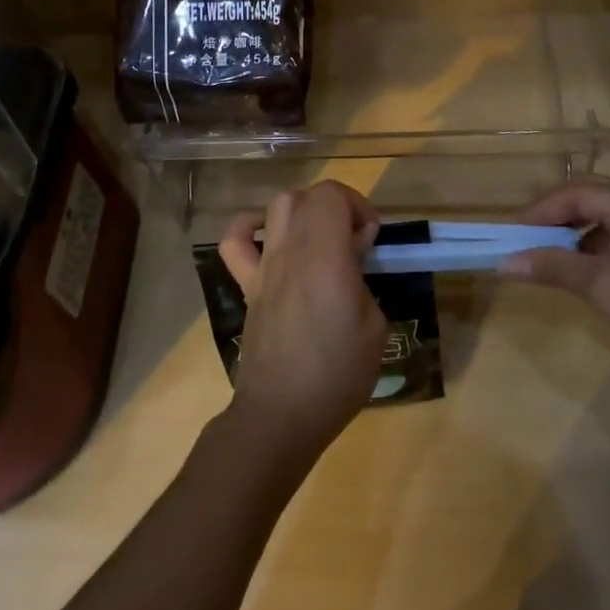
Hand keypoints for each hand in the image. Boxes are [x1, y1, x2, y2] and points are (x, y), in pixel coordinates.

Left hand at [217, 181, 386, 467]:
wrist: (281, 414)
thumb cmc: (337, 374)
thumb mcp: (374, 327)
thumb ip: (364, 279)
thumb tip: (354, 253)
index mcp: (325, 256)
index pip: (332, 195)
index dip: (357, 205)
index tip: (372, 238)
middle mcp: (290, 250)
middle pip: (308, 196)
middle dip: (337, 207)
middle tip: (353, 240)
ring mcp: (264, 266)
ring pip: (277, 206)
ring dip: (303, 211)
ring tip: (319, 238)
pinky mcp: (248, 286)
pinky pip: (234, 242)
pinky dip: (249, 227)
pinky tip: (268, 239)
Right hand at [500, 177, 609, 386]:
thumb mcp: (601, 287)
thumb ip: (552, 266)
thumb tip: (504, 262)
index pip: (577, 193)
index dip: (539, 210)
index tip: (509, 232)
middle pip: (590, 197)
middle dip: (553, 214)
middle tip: (522, 236)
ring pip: (603, 219)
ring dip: (571, 231)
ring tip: (541, 252)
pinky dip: (590, 249)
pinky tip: (574, 269)